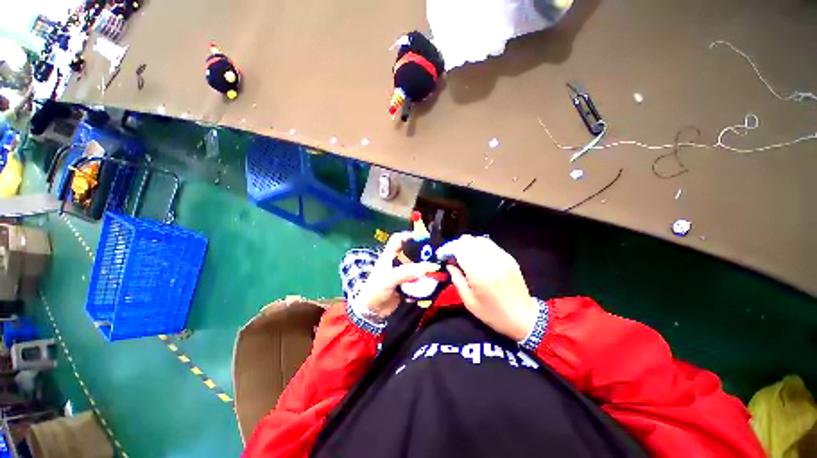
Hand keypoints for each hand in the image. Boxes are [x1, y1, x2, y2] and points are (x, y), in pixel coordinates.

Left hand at [356, 232, 437, 317]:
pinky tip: (431, 284)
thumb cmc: (375, 291)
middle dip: (423, 253)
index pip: (398, 239)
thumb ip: (405, 273)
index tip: (423, 238)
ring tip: (437, 270)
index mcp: (389, 256)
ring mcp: (402, 274)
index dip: (409, 235)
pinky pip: (418, 279)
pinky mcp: (406, 284)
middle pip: (411, 252)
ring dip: (425, 269)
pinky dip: (424, 281)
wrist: (372, 312)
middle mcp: (396, 263)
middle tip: (436, 256)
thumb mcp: (388, 280)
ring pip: (416, 266)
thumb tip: (425, 268)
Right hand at [438, 235, 538, 341]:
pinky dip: (478, 247)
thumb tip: (449, 264)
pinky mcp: (508, 257)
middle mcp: (491, 260)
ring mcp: (502, 257)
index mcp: (480, 273)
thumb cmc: (492, 313)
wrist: (523, 317)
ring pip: (479, 240)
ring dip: (467, 245)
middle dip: (455, 246)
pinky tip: (476, 257)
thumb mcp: (468, 301)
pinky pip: (489, 245)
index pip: (459, 249)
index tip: (441, 256)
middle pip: (468, 241)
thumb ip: (457, 279)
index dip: (447, 249)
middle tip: (450, 257)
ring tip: (462, 256)